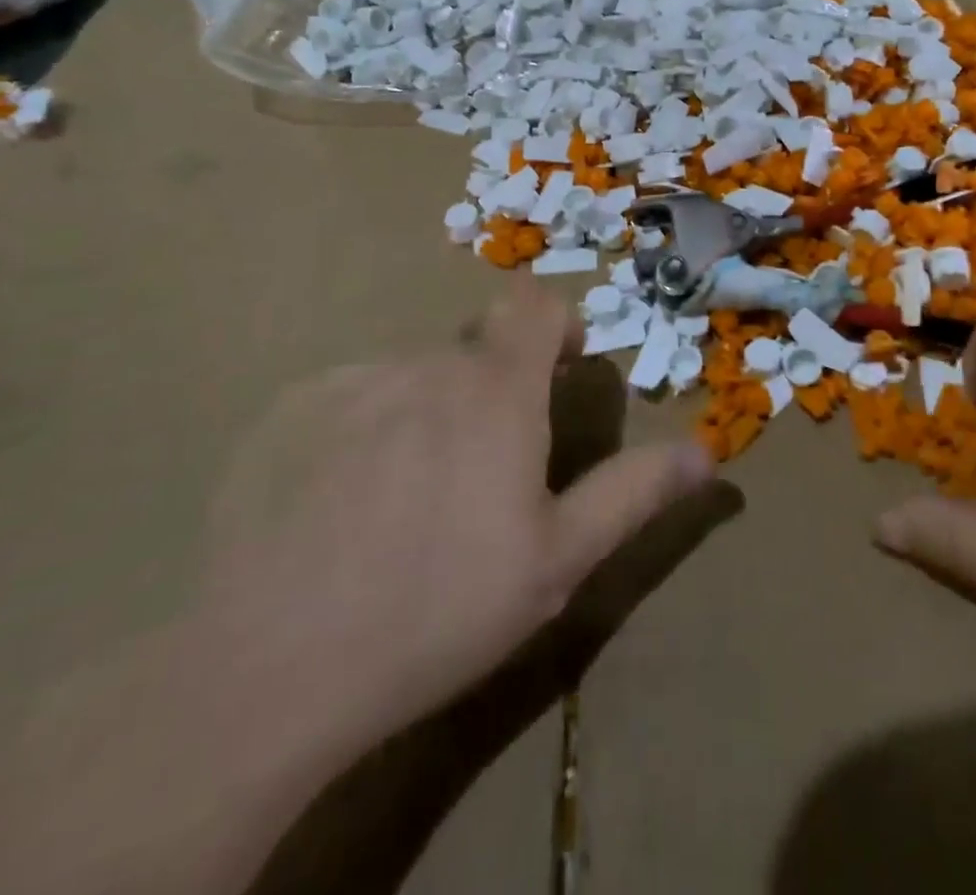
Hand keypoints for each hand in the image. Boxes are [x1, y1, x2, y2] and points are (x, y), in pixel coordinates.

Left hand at [200, 277, 716, 754]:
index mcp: (496, 389)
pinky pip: (350, 398)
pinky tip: (343, 506)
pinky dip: (366, 429)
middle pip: (475, 349)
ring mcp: (351, 384)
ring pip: (413, 376)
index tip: (558, 374)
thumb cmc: (441, 608)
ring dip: (429, 411)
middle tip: (485, 472)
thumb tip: (706, 452)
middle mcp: (425, 365)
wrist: (269, 671)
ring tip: (410, 499)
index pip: (534, 305)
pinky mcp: (289, 413)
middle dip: (493, 389)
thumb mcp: (559, 559)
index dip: (555, 325)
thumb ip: (634, 491)